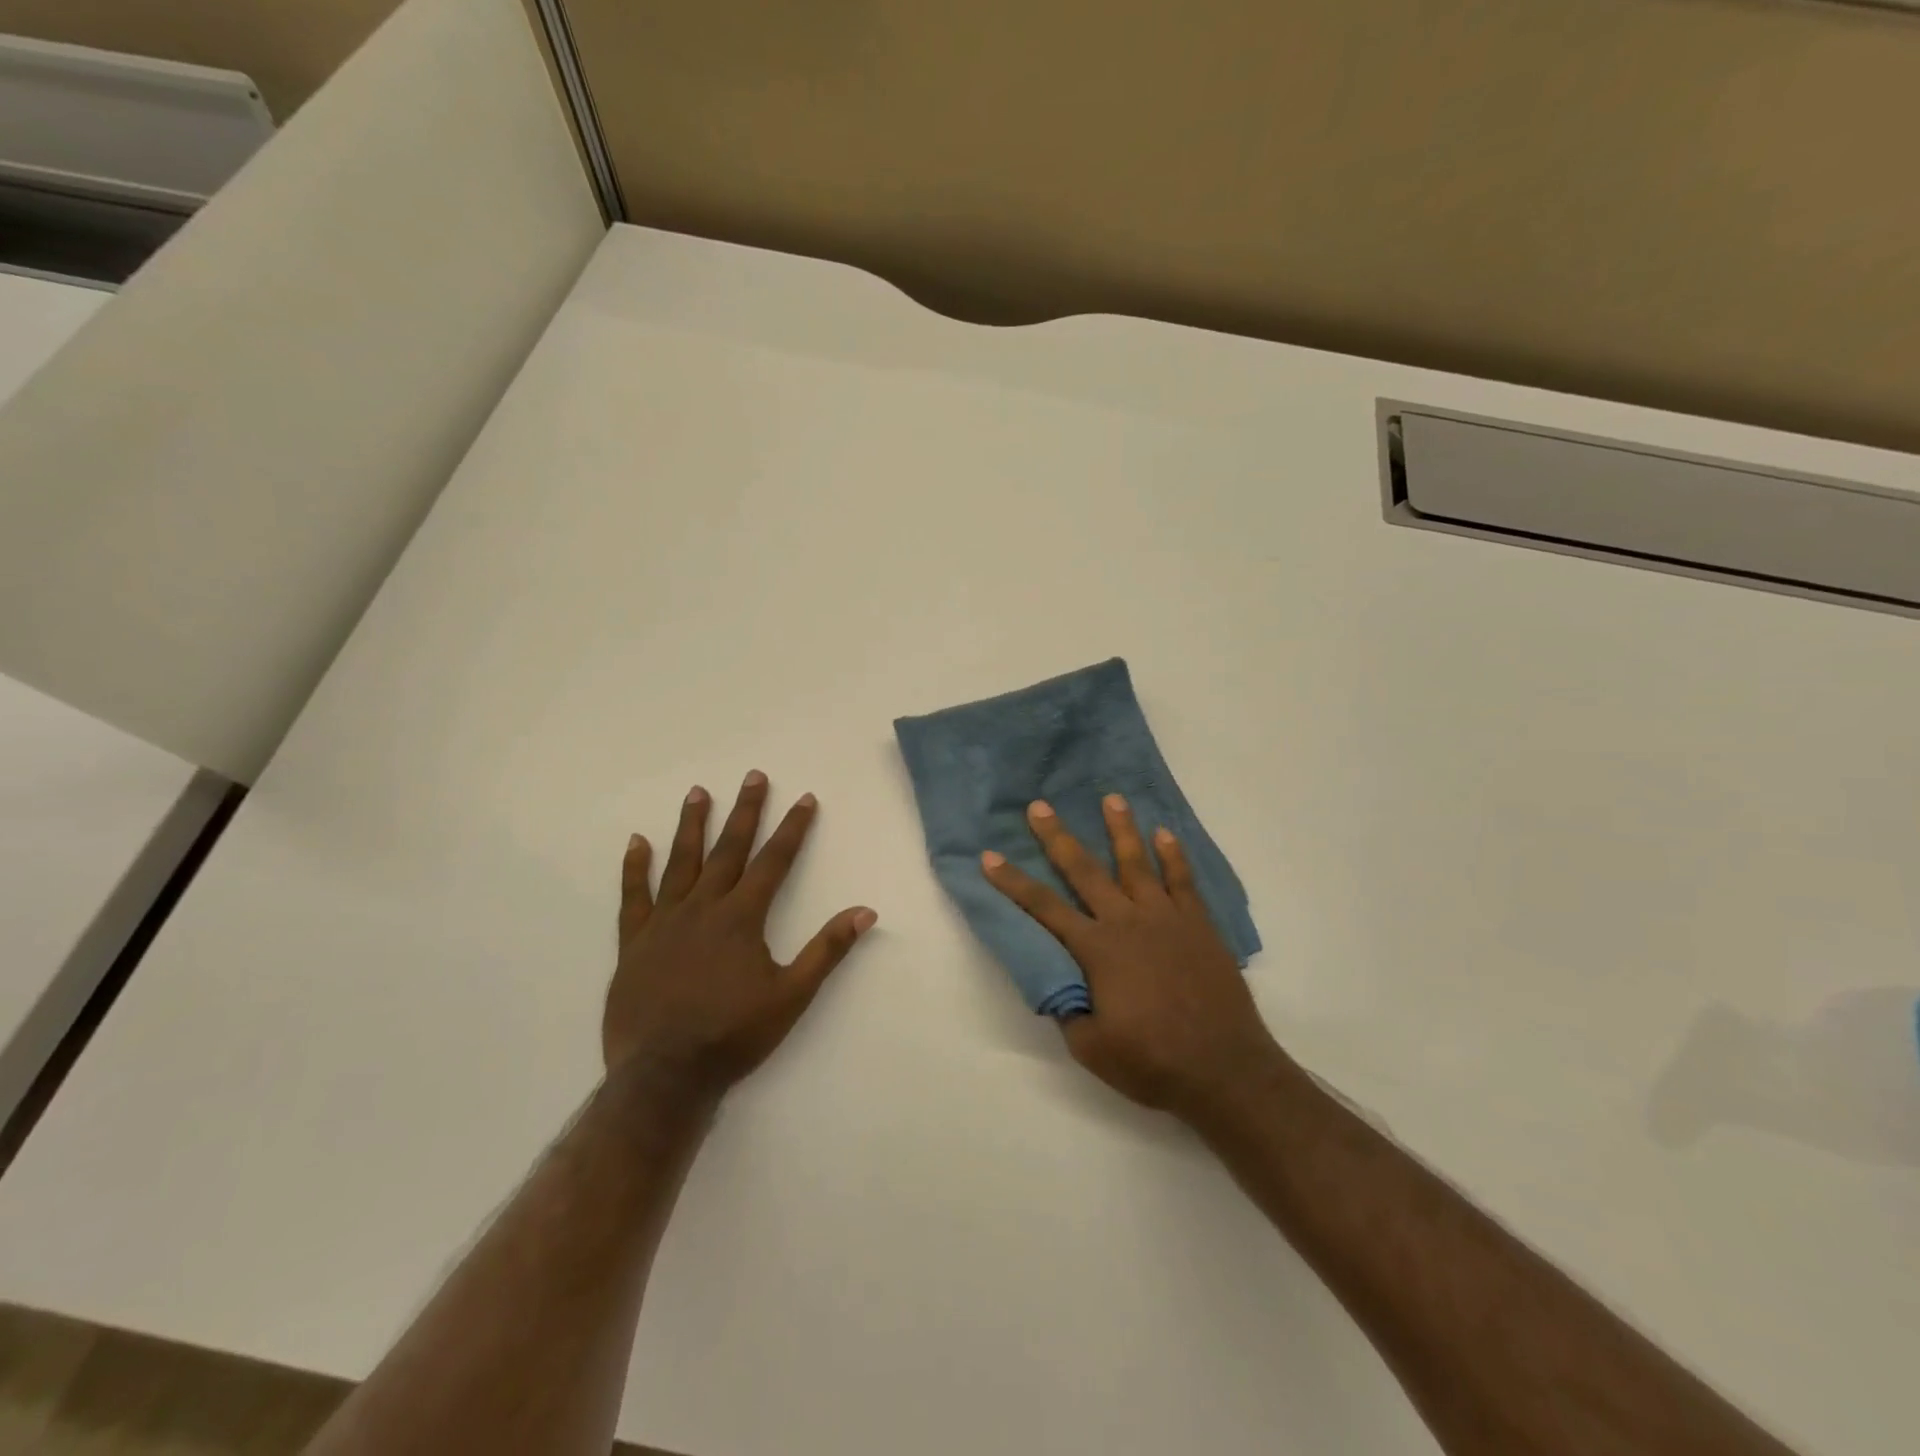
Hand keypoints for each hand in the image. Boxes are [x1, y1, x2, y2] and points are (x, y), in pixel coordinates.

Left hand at [606, 773, 876, 1099]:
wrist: (665, 1076)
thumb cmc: (734, 1035)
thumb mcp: (792, 995)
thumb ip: (827, 950)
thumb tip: (865, 911)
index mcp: (742, 918)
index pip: (774, 861)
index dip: (793, 829)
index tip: (804, 798)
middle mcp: (704, 908)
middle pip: (729, 849)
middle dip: (745, 811)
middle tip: (753, 776)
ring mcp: (665, 922)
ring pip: (681, 862)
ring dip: (692, 825)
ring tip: (698, 792)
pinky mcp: (635, 942)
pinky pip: (634, 897)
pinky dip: (635, 868)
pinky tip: (636, 842)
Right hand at [981, 795, 1285, 1120]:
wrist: (1225, 1070)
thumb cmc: (1153, 1062)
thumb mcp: (1091, 1048)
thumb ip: (1070, 1011)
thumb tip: (1060, 986)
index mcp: (1097, 950)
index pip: (1044, 908)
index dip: (1013, 882)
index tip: (989, 857)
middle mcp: (1127, 922)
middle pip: (1085, 871)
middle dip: (1058, 837)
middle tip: (1040, 806)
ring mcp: (1166, 919)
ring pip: (1137, 863)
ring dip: (1121, 829)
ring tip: (1111, 798)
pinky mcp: (1198, 925)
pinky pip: (1184, 881)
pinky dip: (1174, 856)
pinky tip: (1165, 834)